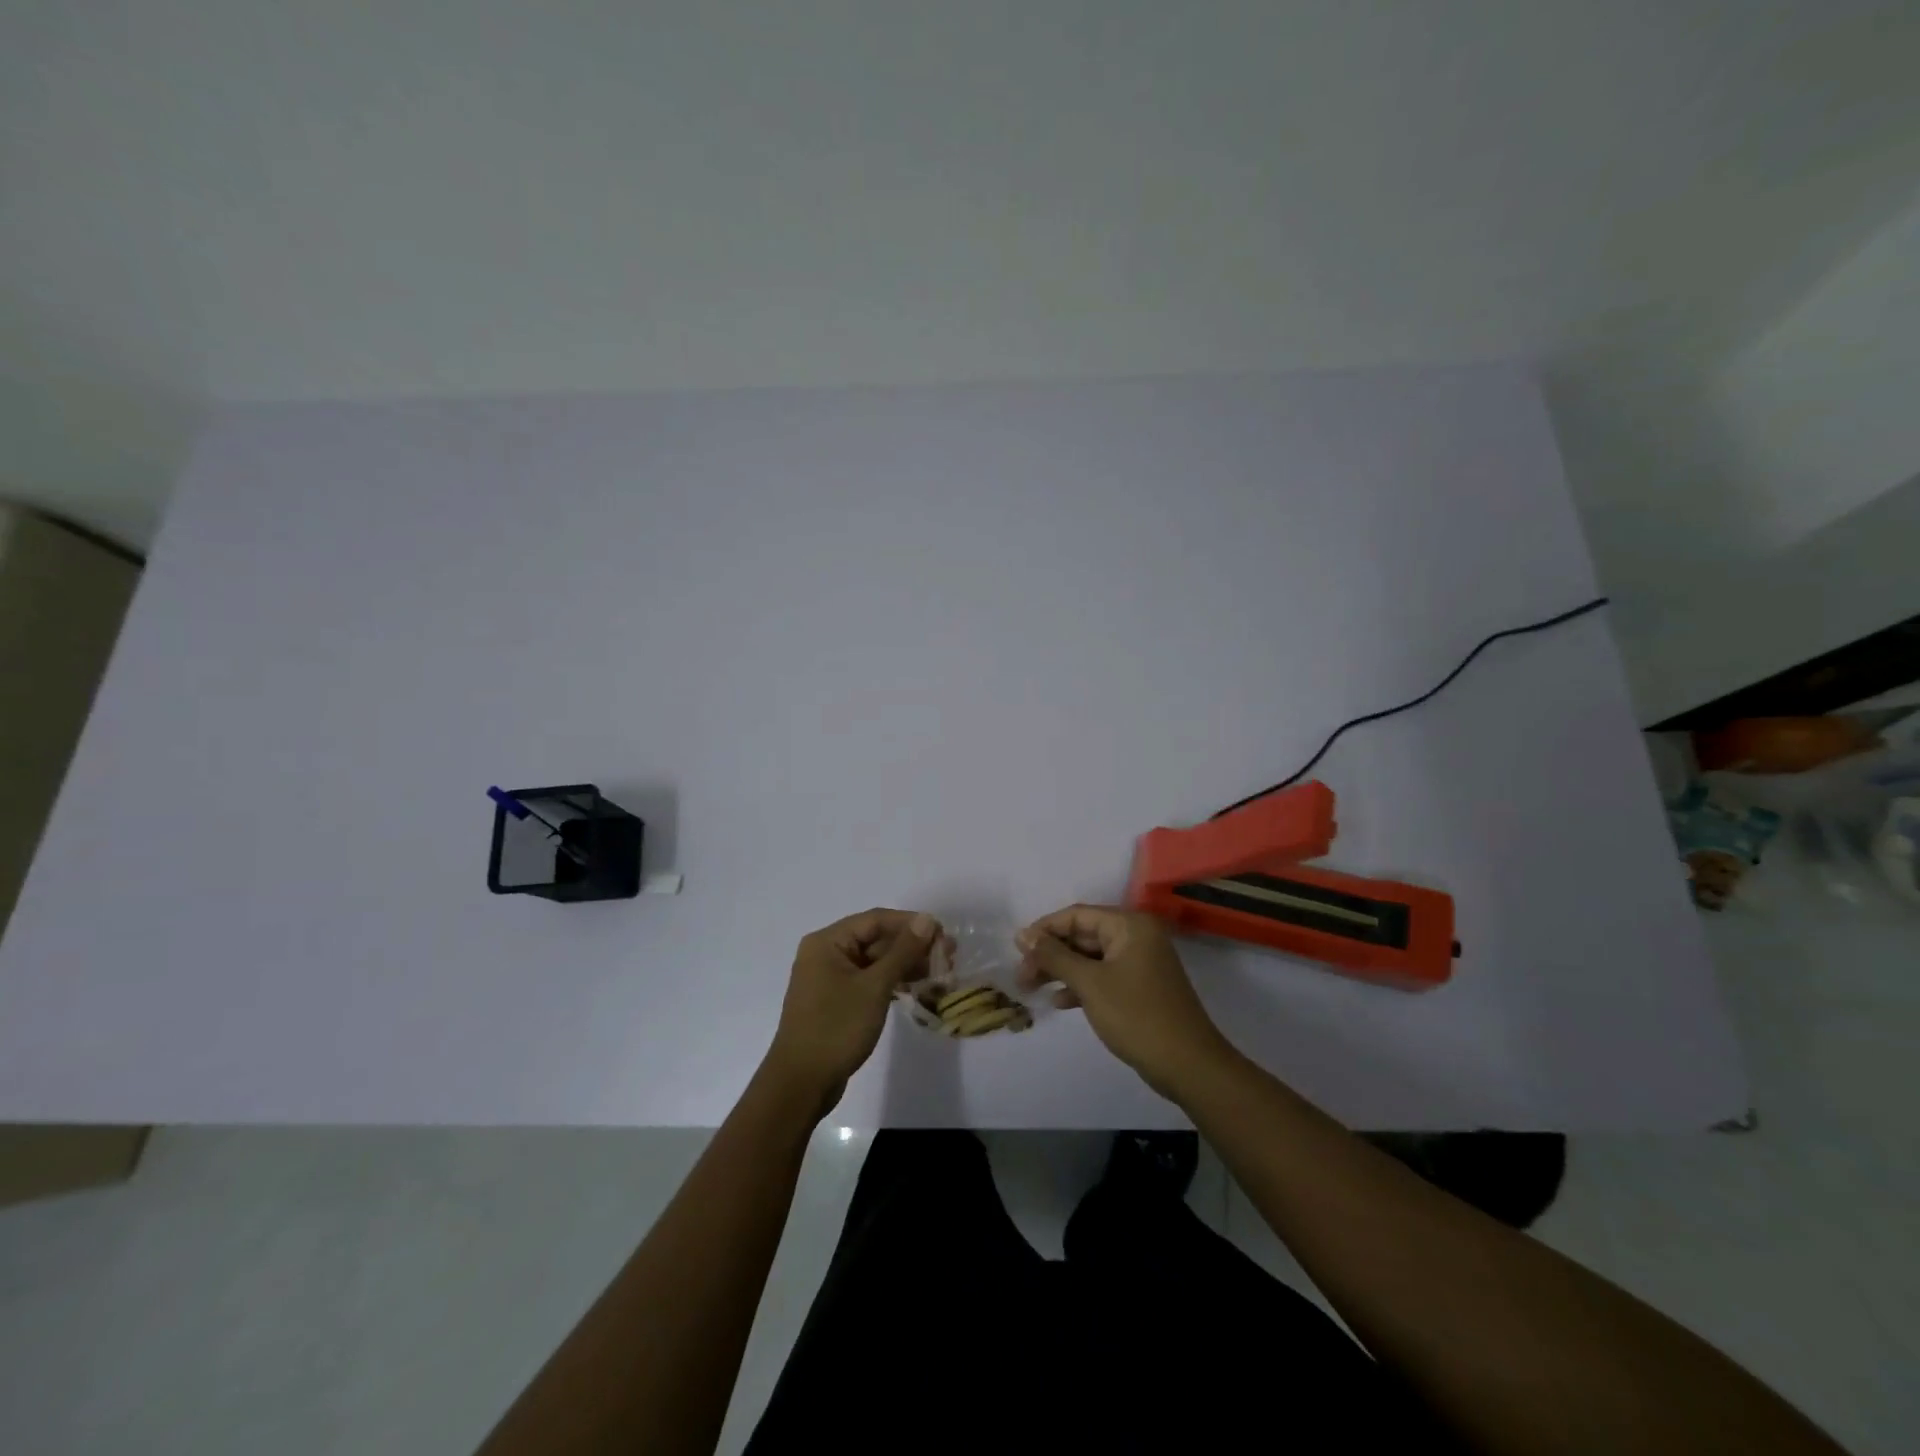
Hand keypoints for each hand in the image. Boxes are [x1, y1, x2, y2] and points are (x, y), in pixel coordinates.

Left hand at [762, 909, 944, 1115]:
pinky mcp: (836, 1001)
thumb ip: (902, 951)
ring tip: (940, 973)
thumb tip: (926, 920)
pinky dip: (892, 982)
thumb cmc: (836, 1028)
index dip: (910, 924)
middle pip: (876, 939)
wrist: (801, 1084)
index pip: (876, 920)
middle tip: (948, 956)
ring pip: (875, 962)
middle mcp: (826, 953)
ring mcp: (830, 978)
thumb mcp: (874, 987)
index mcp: (827, 942)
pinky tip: (917, 989)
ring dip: (906, 965)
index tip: (942, 934)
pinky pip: (869, 981)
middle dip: (912, 946)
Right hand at [1017, 904, 1231, 1097]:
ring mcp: (1141, 962)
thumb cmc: (1136, 1016)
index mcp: (1130, 925)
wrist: (1188, 1065)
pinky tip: (1061, 1002)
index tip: (1016, 949)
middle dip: (1051, 954)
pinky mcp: (1141, 987)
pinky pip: (1103, 975)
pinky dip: (1082, 985)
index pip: (1077, 915)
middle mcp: (1137, 936)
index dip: (1044, 929)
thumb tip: (1023, 935)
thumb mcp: (1090, 983)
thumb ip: (1055, 956)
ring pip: (1091, 957)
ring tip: (1032, 989)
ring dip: (1062, 971)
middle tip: (1022, 977)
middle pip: (1083, 935)